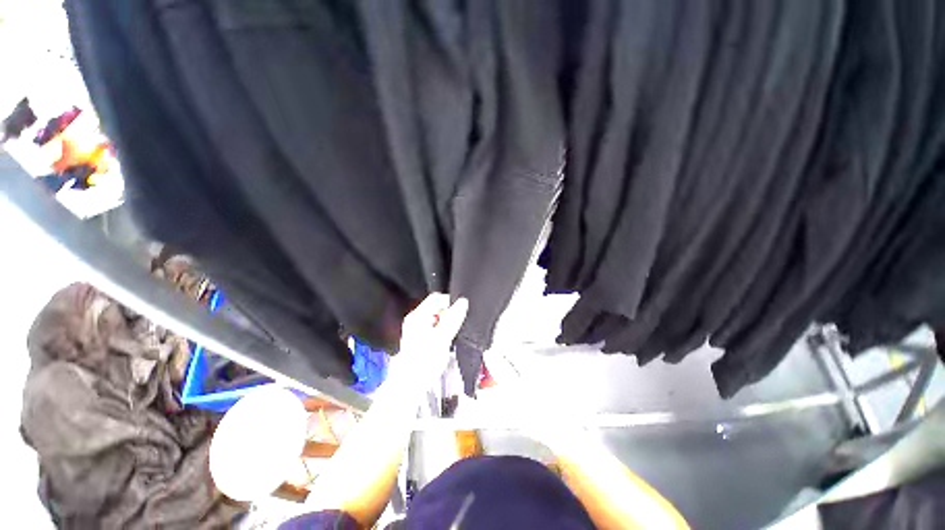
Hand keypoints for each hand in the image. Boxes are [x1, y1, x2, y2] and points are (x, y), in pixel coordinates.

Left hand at [393, 293, 468, 384]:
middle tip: (453, 329)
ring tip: (448, 338)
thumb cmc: (423, 362)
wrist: (411, 385)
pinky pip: (435, 328)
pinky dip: (442, 332)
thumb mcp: (443, 338)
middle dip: (448, 316)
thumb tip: (463, 302)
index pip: (436, 298)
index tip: (459, 313)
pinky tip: (444, 343)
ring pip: (437, 319)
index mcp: (417, 316)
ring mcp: (416, 330)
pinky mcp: (420, 339)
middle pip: (437, 308)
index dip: (450, 303)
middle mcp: (415, 320)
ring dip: (446, 325)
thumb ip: (453, 319)